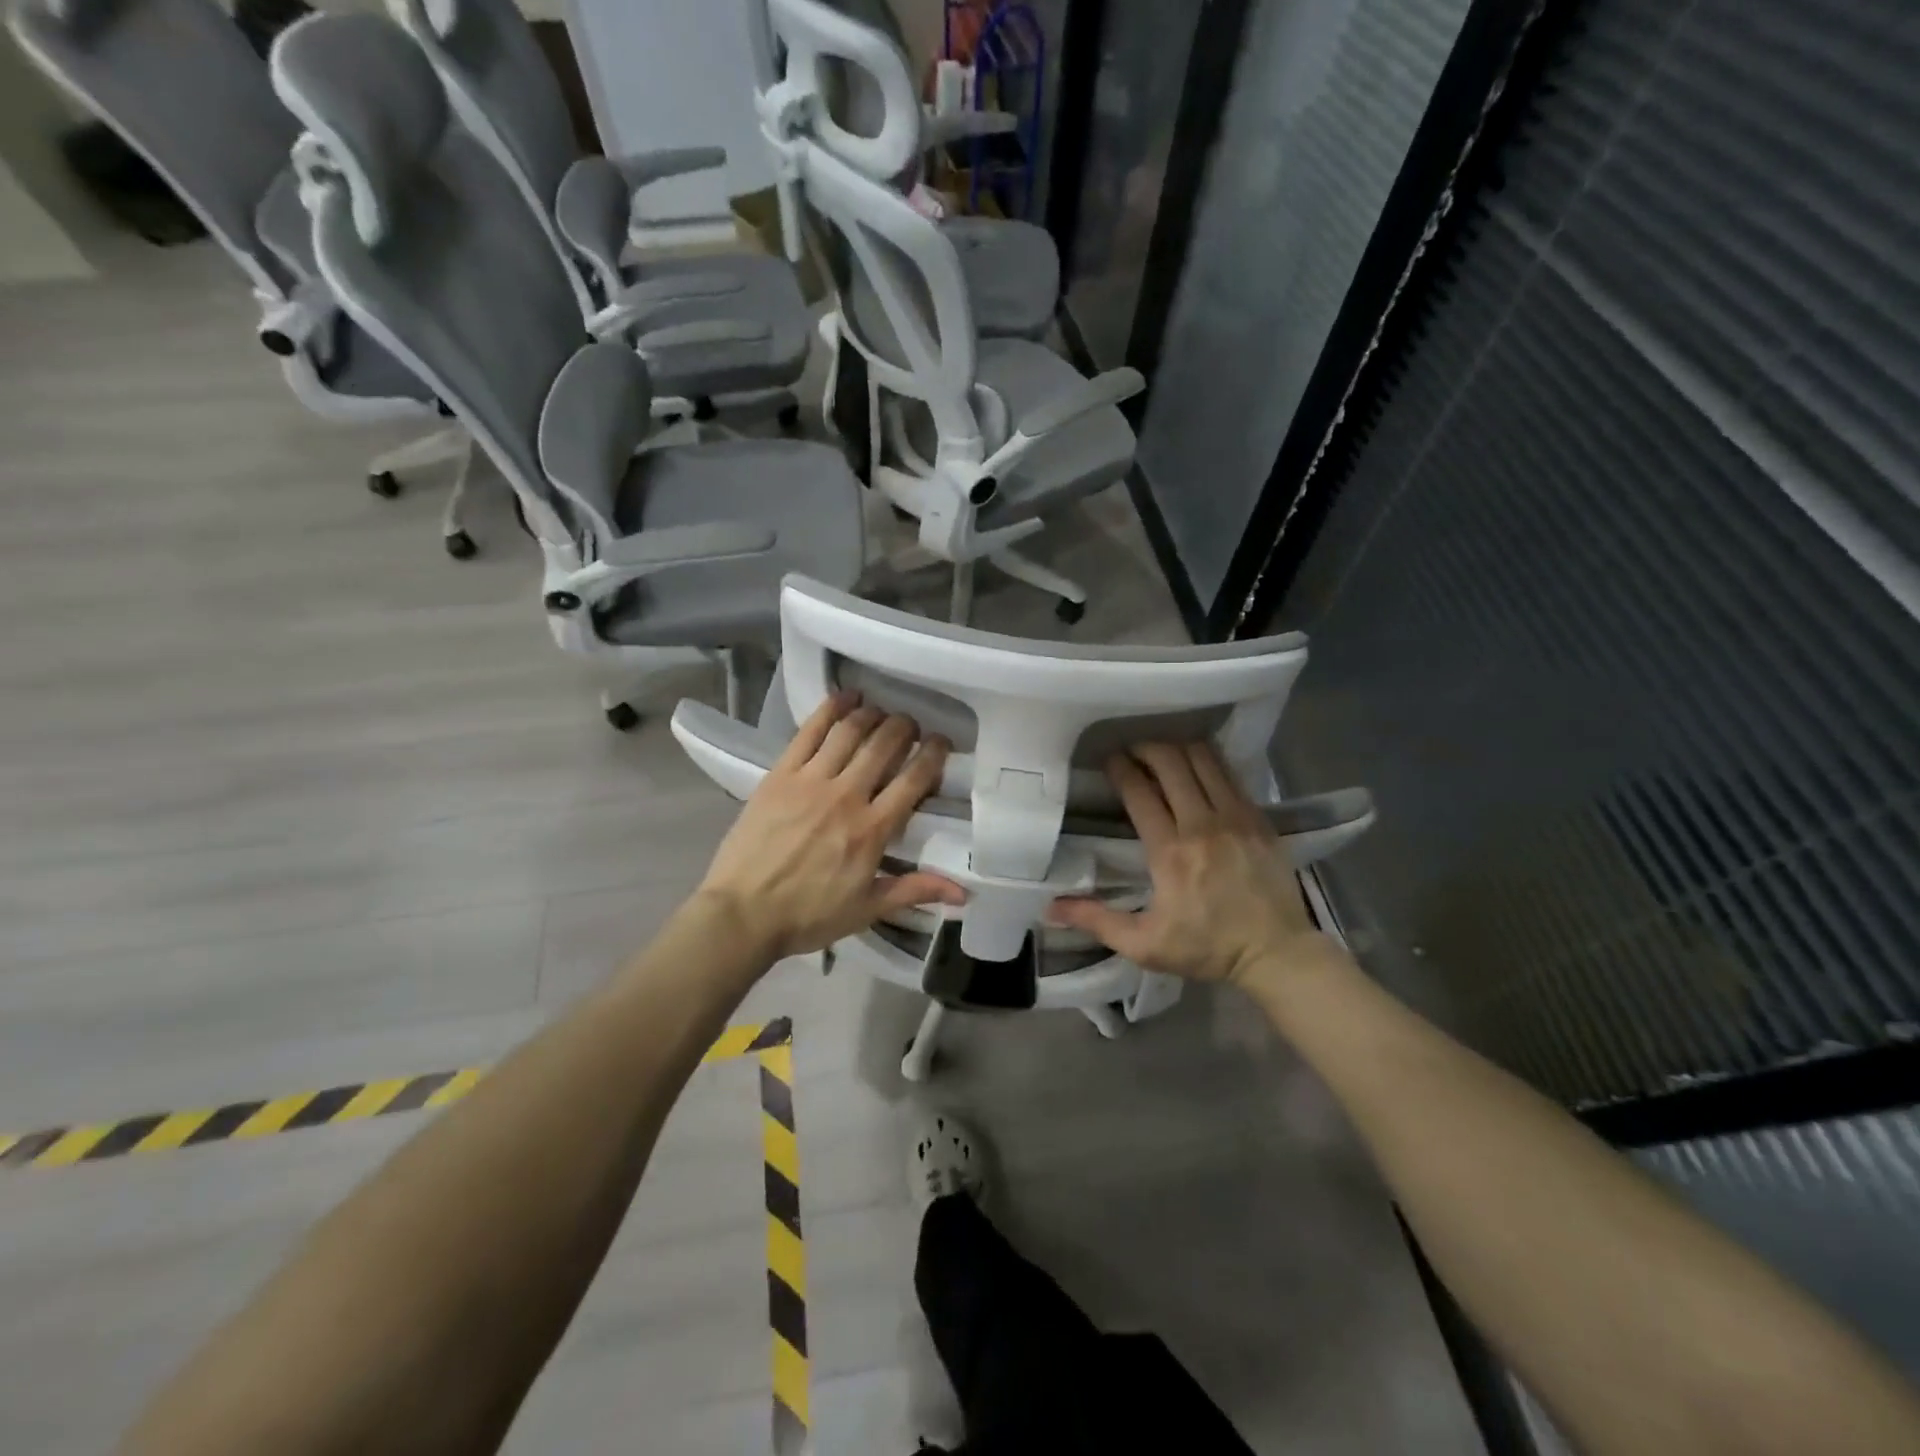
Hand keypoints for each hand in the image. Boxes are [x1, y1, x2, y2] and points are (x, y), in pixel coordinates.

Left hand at [698, 693, 965, 960]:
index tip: (941, 743)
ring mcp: (811, 781)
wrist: (741, 914)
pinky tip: (846, 696)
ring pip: (851, 731)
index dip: (934, 754)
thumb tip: (964, 893)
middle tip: (910, 727)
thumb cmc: (807, 916)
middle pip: (885, 745)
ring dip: (873, 715)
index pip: (914, 779)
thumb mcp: (867, 909)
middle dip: (905, 728)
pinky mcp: (780, 774)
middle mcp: (847, 796)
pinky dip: (831, 708)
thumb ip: (915, 890)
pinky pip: (810, 731)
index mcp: (873, 830)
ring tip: (881, 712)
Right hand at [1048, 741, 1321, 985]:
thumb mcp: (1144, 944)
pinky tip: (1197, 766)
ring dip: (1177, 749)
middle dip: (1146, 748)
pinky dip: (1208, 761)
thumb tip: (1050, 907)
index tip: (1108, 760)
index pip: (1139, 792)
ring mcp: (1235, 817)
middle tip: (1132, 751)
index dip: (1120, 768)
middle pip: (1171, 763)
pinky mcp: (1259, 818)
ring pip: (1203, 760)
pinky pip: (1229, 773)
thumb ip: (1096, 921)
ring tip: (1162, 754)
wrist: (1277, 952)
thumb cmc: (1207, 948)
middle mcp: (1202, 824)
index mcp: (1170, 852)